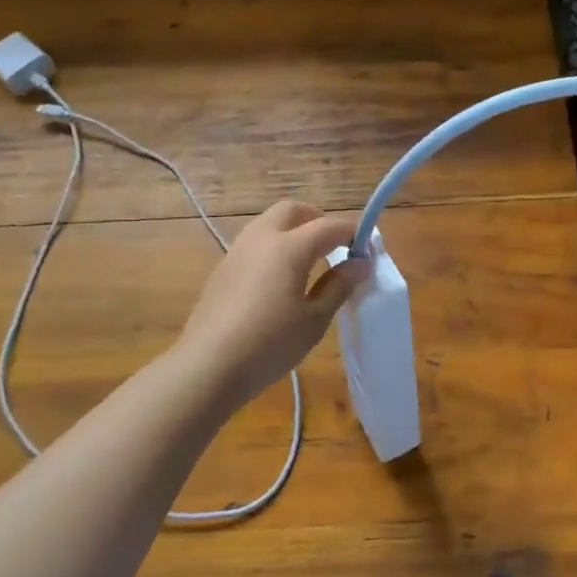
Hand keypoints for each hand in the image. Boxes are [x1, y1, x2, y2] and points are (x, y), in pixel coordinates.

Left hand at [175, 201, 368, 409]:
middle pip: (293, 210)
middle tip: (334, 247)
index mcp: (289, 247)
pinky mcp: (222, 269)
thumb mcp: (314, 319)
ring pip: (269, 224)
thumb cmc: (270, 344)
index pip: (329, 226)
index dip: (353, 234)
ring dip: (293, 231)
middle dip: (317, 220)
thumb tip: (361, 263)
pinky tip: (279, 281)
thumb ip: (339, 286)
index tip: (368, 252)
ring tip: (309, 263)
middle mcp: (261, 238)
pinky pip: (254, 244)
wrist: (207, 366)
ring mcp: (237, 252)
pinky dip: (273, 248)